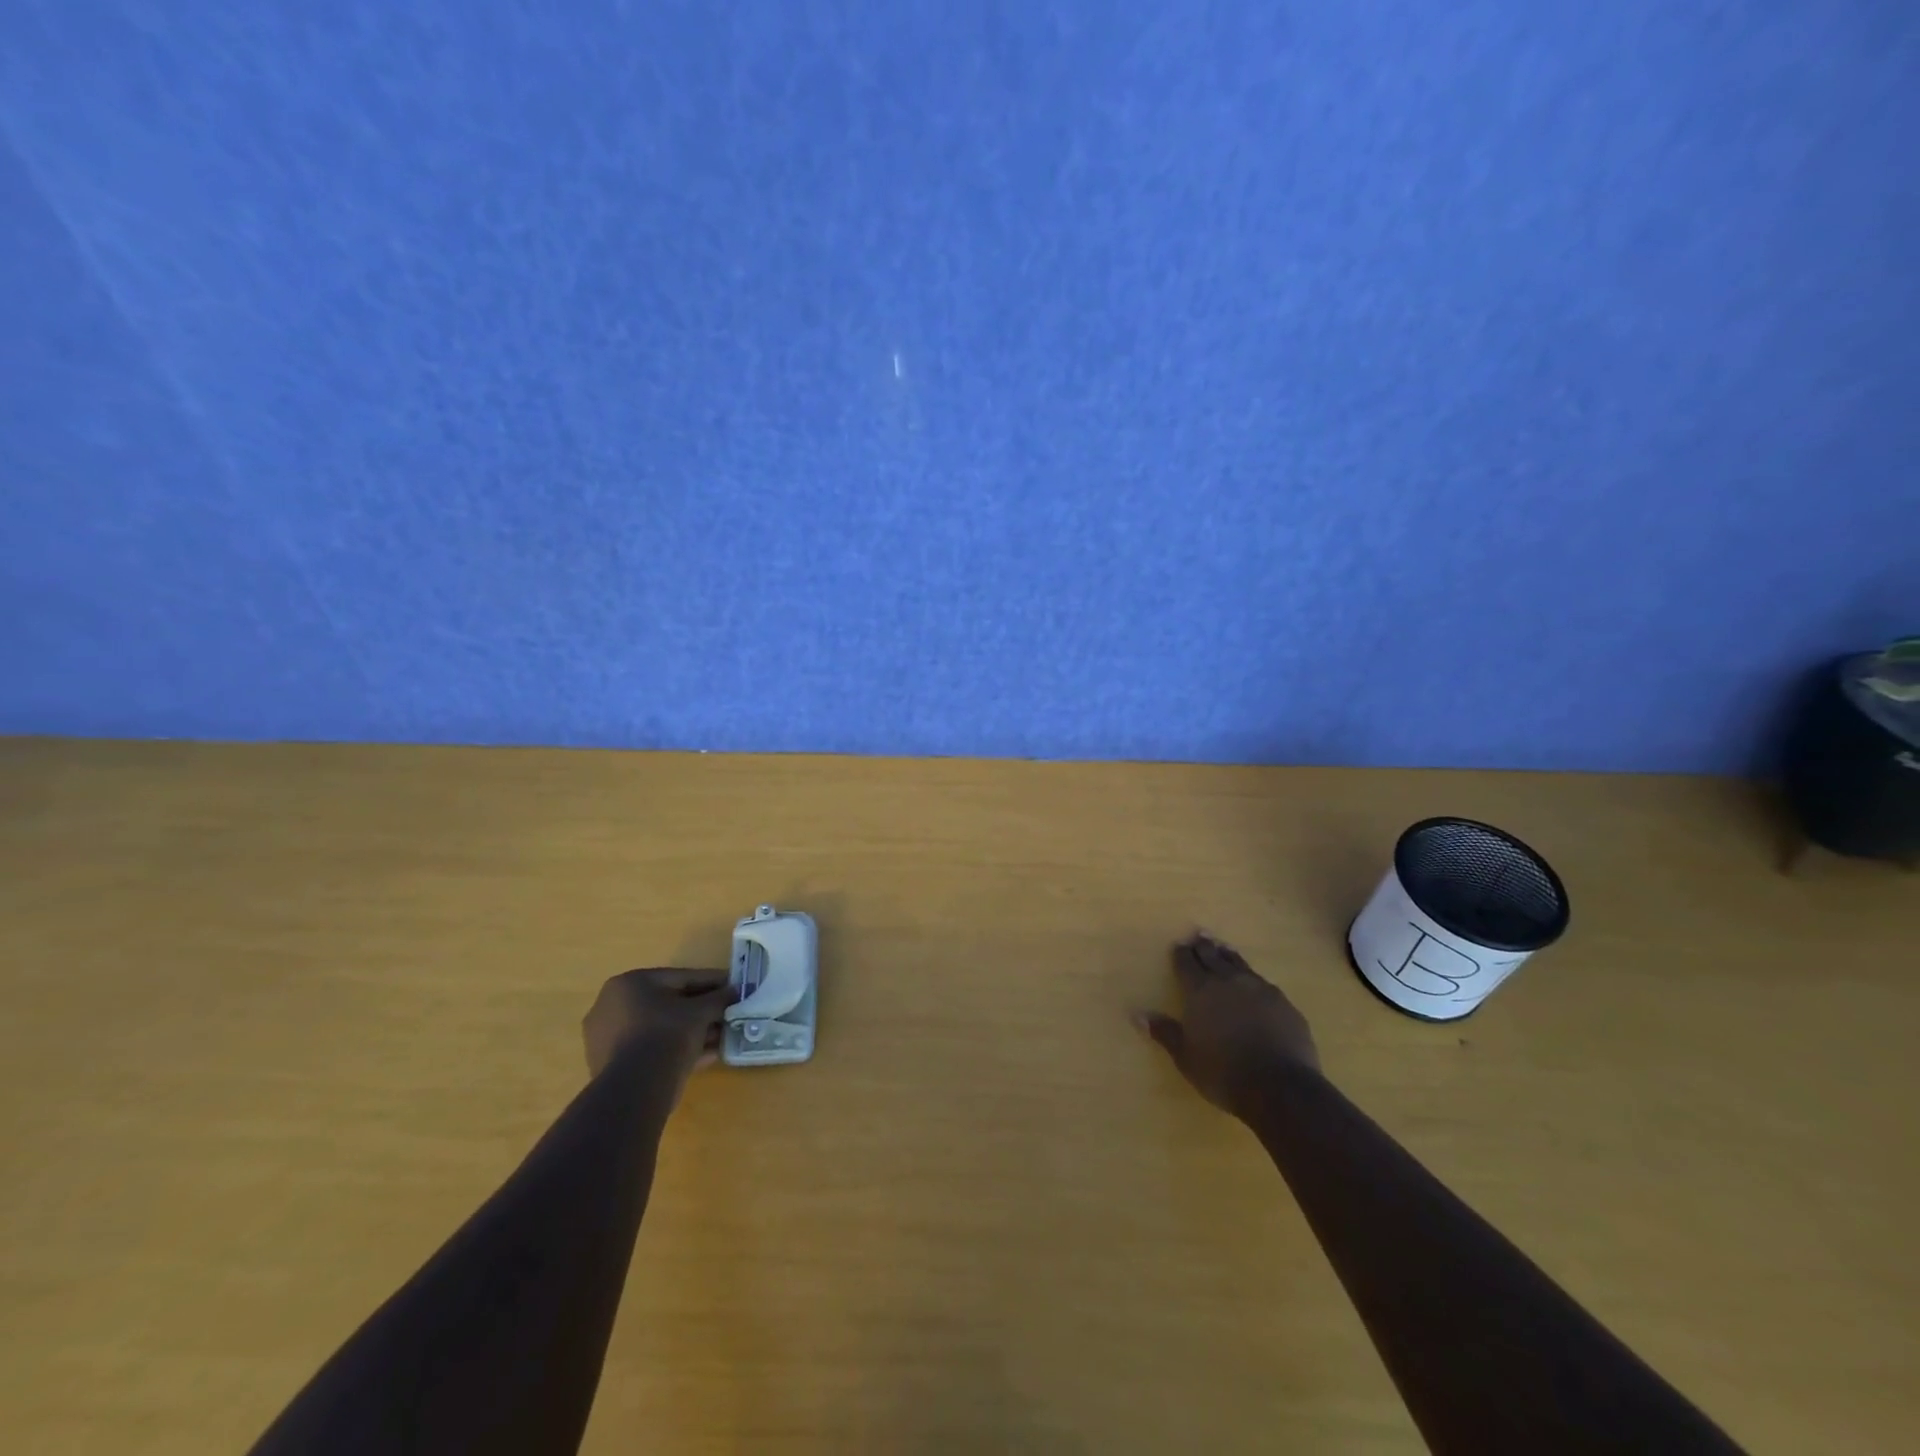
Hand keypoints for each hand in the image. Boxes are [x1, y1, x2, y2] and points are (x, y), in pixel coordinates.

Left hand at [583, 969, 732, 1090]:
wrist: (635, 1089)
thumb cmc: (666, 1034)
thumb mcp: (700, 1012)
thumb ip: (718, 998)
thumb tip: (734, 992)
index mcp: (629, 984)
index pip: (680, 978)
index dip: (711, 981)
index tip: (732, 986)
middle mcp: (613, 1006)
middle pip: (669, 1004)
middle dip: (702, 1010)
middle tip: (728, 1012)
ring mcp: (609, 1038)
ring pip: (662, 1029)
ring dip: (693, 1031)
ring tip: (722, 1036)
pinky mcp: (613, 1065)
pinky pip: (653, 1049)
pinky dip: (678, 1049)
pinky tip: (707, 1055)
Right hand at [1135, 932, 1318, 1115]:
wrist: (1280, 1087)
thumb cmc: (1223, 1073)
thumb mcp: (1186, 1057)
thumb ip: (1164, 1031)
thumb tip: (1136, 1014)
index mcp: (1201, 991)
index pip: (1187, 964)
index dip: (1181, 954)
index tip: (1178, 944)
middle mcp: (1229, 982)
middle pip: (1213, 957)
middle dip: (1203, 946)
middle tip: (1199, 935)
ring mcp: (1260, 989)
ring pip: (1239, 964)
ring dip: (1228, 955)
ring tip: (1223, 947)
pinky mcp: (1284, 1003)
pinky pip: (1263, 982)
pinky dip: (1252, 977)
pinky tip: (1254, 981)